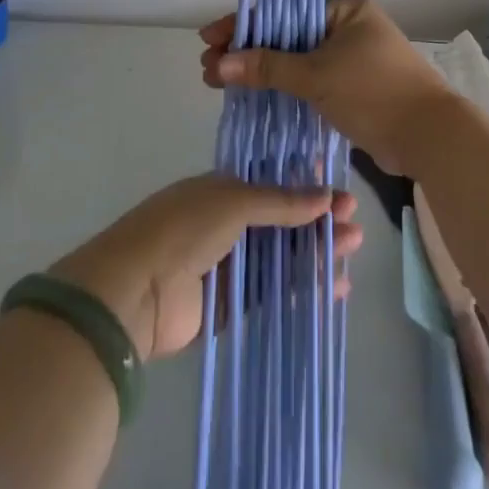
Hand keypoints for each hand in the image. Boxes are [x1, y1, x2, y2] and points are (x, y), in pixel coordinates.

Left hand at [51, 175, 360, 360]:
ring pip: (280, 257)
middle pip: (282, 221)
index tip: (340, 188)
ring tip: (352, 250)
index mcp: (221, 189)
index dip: (306, 184)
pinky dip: (300, 289)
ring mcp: (227, 265)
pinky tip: (331, 288)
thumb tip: (327, 196)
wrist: (133, 292)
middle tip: (355, 224)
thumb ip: (281, 202)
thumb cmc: (183, 229)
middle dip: (317, 220)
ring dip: (314, 253)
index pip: (273, 182)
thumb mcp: (233, 201)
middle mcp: (226, 223)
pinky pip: (271, 293)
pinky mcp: (228, 306)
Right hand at [200, 0, 461, 175]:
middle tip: (208, 68)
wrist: (429, 137)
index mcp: (345, 9)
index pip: (284, 10)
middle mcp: (348, 27)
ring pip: (296, 60)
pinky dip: (283, 86)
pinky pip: (309, 80)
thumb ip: (267, 67)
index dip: (244, 24)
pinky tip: (253, 96)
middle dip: (247, 50)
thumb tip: (219, 64)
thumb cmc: (374, 93)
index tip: (209, 39)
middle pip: (287, 34)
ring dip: (261, 70)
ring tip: (220, 82)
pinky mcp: (352, 87)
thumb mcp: (317, 76)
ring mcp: (351, 58)